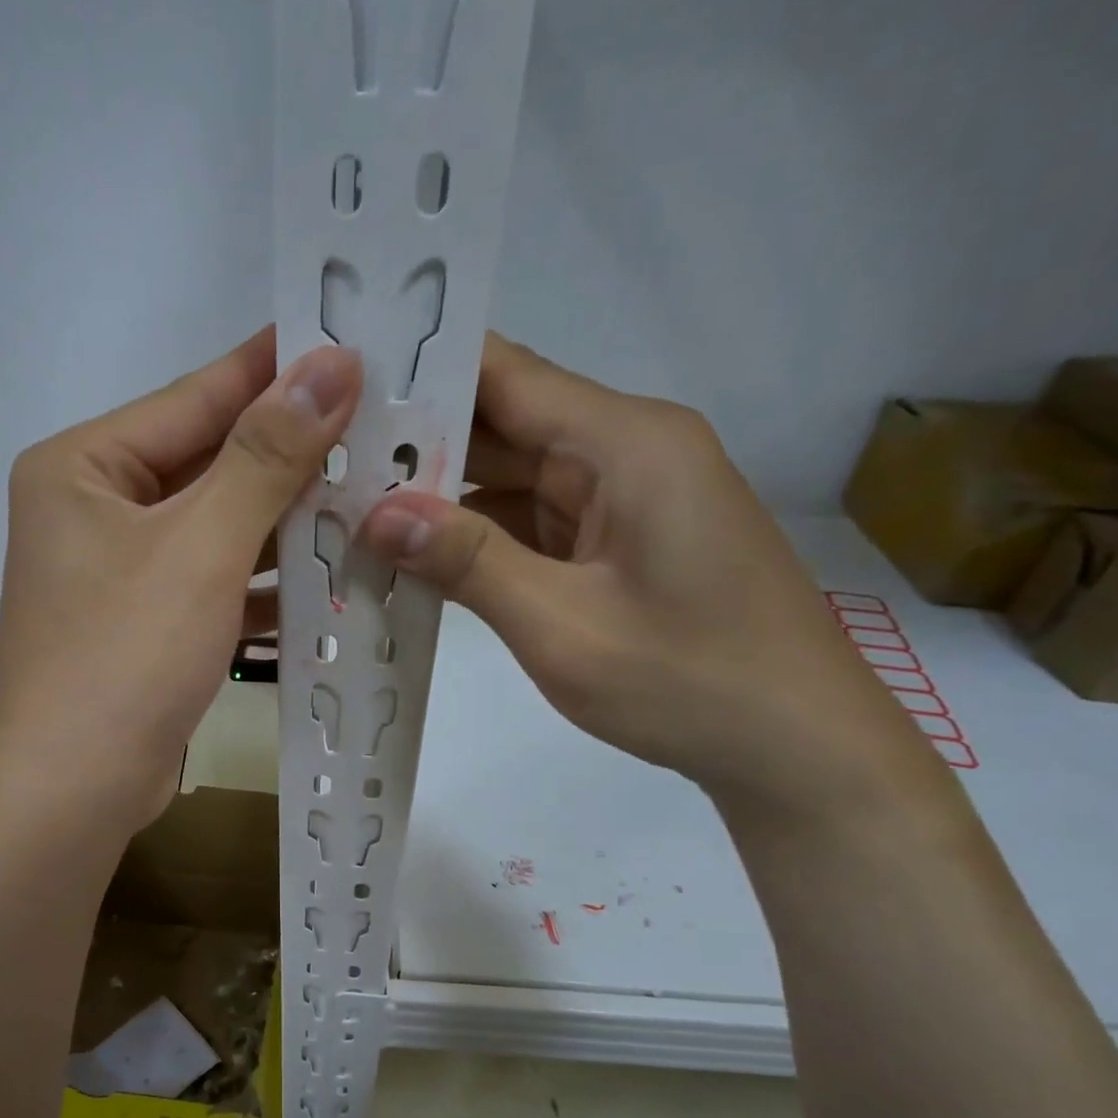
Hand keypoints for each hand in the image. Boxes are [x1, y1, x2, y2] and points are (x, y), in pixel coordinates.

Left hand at [0, 329, 362, 832]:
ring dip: (285, 524)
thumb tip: (330, 363)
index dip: (276, 370)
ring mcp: (116, 571)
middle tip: (379, 425)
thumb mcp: (202, 547)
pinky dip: (262, 583)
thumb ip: (266, 456)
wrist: (77, 792)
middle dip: (291, 456)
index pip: (194, 398)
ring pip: (217, 528)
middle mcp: (91, 508)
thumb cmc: (127, 658)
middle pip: (208, 464)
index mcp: (82, 467)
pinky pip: (212, 582)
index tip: (352, 341)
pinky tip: (327, 577)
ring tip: (371, 496)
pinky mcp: (143, 623)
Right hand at [359, 333, 931, 812]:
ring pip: (513, 477)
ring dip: (443, 498)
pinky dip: (479, 538)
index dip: (423, 370)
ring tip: (350, 508)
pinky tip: (416, 555)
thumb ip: (467, 561)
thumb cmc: (687, 682)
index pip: (506, 375)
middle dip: (417, 444)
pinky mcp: (619, 543)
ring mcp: (624, 500)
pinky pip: (534, 522)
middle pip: (505, 424)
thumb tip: (374, 512)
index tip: (339, 381)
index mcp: (626, 443)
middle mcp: (626, 452)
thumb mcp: (561, 625)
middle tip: (323, 461)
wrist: (794, 747)